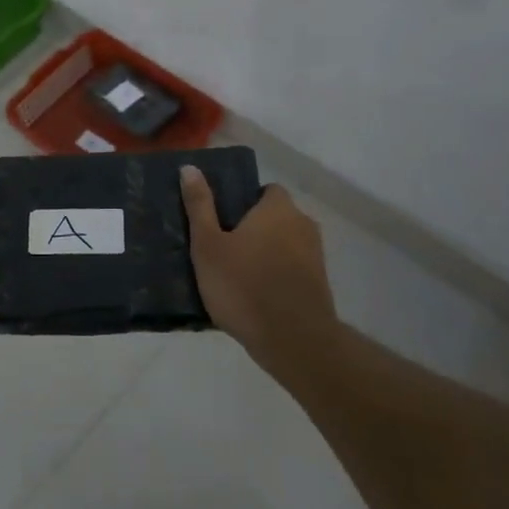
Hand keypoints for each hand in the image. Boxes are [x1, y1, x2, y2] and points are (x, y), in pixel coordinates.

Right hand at [181, 166, 339, 374]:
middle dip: (253, 228)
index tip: (221, 219)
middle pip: (275, 217)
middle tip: (222, 247)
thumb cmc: (243, 285)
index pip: (265, 190)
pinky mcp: (319, 284)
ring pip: (284, 244)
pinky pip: (292, 268)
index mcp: (278, 208)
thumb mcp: (208, 245)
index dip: (243, 201)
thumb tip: (189, 168)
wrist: (293, 340)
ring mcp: (316, 256)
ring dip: (265, 253)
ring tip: (235, 273)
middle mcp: (303, 224)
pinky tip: (254, 294)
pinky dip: (276, 275)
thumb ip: (199, 206)